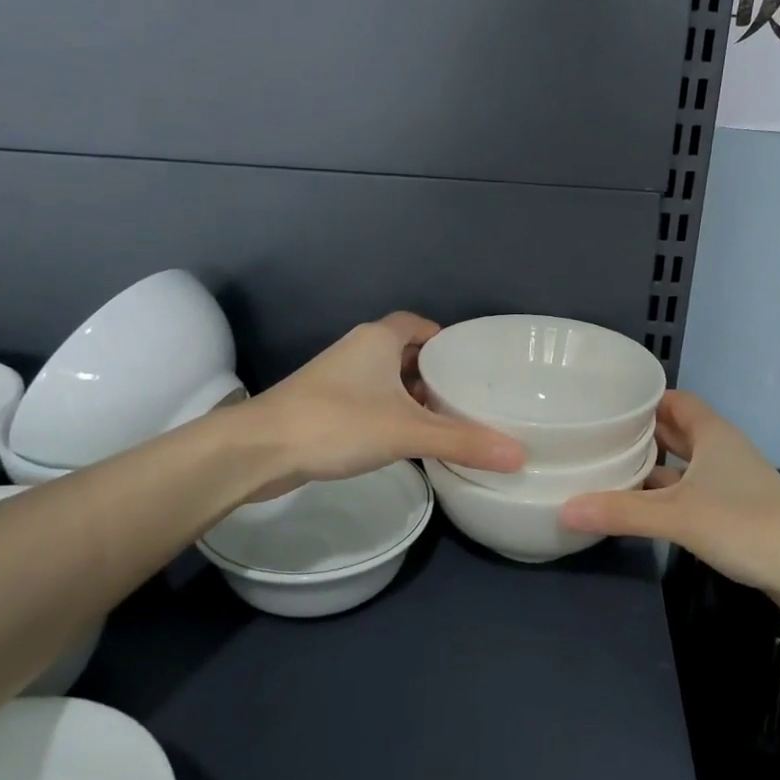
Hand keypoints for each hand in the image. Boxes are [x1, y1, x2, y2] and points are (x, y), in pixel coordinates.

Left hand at [239, 313, 523, 494]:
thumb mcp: (406, 431)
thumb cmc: (336, 424)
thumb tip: (520, 455)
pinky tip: (408, 440)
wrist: (259, 450)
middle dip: (435, 372)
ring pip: (387, 380)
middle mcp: (358, 350)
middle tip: (469, 397)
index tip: (473, 363)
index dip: (446, 339)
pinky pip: (371, 401)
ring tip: (448, 420)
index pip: (419, 325)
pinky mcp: (325, 406)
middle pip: (406, 352)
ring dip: (413, 396)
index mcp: (378, 339)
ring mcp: (338, 378)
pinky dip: (392, 413)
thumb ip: (463, 441)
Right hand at [559, 391, 779, 609]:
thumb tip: (564, 509)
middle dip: (641, 433)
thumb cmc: (745, 525)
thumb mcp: (677, 517)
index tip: (606, 403)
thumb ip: (621, 512)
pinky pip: (693, 490)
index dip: (643, 399)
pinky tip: (642, 508)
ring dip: (654, 467)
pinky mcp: (737, 510)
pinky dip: (668, 495)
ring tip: (610, 470)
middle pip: (677, 430)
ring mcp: (733, 481)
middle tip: (598, 436)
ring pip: (685, 464)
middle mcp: (723, 450)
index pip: (674, 400)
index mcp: (713, 434)